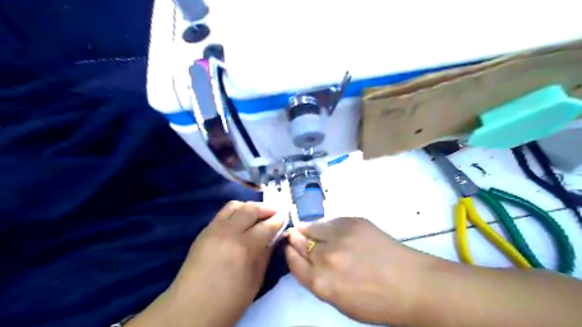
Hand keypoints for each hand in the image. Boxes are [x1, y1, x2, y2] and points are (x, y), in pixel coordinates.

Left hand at [131, 200, 285, 324]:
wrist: (189, 310)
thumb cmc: (228, 302)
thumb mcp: (255, 281)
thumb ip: (265, 254)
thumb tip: (273, 238)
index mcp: (244, 248)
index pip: (266, 226)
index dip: (278, 220)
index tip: (285, 217)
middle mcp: (229, 233)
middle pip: (251, 209)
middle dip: (266, 208)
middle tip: (275, 212)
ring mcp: (214, 229)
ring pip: (235, 205)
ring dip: (250, 207)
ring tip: (258, 214)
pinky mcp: (204, 231)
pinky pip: (223, 213)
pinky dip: (236, 211)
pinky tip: (241, 220)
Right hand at [285, 216, 436, 324]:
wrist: (410, 284)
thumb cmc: (375, 301)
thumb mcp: (339, 301)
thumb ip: (318, 280)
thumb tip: (306, 260)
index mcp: (320, 282)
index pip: (293, 261)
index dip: (289, 253)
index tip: (290, 248)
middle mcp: (325, 257)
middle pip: (299, 241)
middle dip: (296, 239)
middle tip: (298, 237)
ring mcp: (339, 236)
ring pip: (311, 226)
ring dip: (309, 229)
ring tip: (313, 231)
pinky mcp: (352, 221)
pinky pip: (329, 220)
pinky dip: (326, 225)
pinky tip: (332, 230)